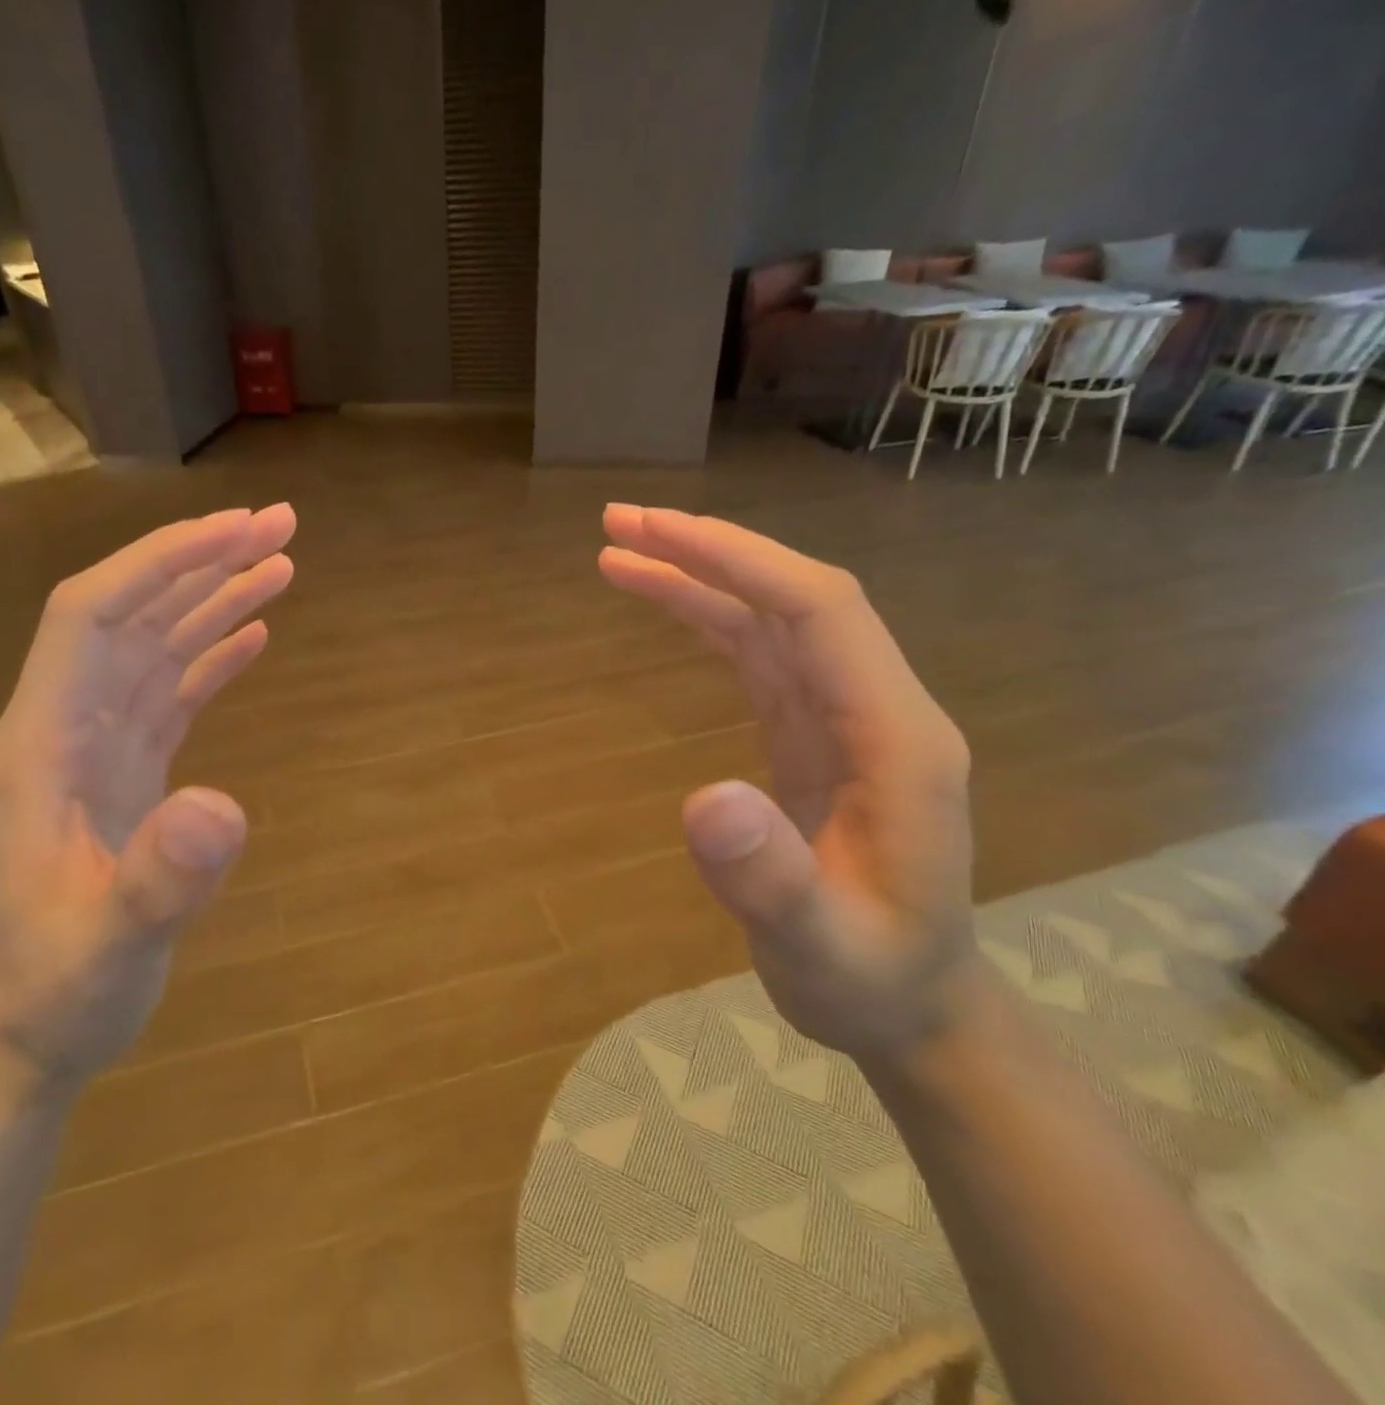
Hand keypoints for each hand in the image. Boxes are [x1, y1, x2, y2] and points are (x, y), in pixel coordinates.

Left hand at [0, 505, 295, 1088]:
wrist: (30, 1032)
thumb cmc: (58, 990)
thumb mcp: (109, 946)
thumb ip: (158, 880)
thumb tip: (224, 806)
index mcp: (40, 745)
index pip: (90, 618)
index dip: (158, 564)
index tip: (233, 532)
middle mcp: (66, 726)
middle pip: (130, 614)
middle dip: (201, 561)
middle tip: (280, 526)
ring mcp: (97, 746)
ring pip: (155, 645)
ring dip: (214, 598)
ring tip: (281, 562)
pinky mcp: (127, 769)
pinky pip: (171, 690)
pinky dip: (212, 653)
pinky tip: (253, 633)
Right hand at [599, 504, 983, 1062]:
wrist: (911, 1004)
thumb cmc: (871, 980)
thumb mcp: (821, 947)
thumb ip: (771, 879)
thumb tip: (705, 800)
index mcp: (897, 739)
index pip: (821, 611)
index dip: (740, 562)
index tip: (655, 532)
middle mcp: (876, 708)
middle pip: (793, 597)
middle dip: (708, 551)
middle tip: (618, 524)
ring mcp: (845, 717)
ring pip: (770, 619)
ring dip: (699, 577)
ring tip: (618, 552)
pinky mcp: (813, 733)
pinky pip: (758, 655)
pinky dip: (707, 619)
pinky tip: (666, 604)